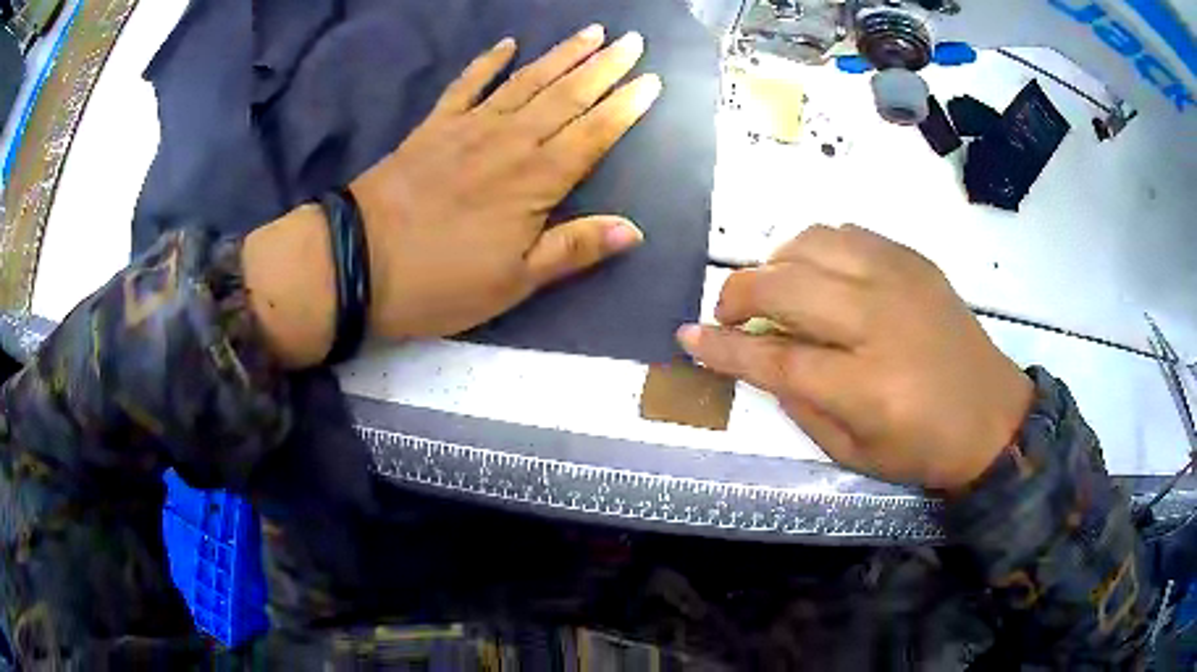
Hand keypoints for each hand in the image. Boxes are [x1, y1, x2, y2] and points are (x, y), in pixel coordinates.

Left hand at [350, 26, 659, 339]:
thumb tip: (634, 230)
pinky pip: (466, 84)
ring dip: (562, 54)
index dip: (625, 107)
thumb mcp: (513, 282)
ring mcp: (469, 127)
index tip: (651, 80)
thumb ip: (573, 250)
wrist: (357, 263)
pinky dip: (486, 61)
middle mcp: (510, 141)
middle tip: (633, 41)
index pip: (593, 134)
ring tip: (592, 32)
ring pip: (527, 81)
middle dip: (605, 67)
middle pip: (567, 96)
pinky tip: (506, 44)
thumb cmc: (440, 282)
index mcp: (535, 181)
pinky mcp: (434, 126)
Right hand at [677, 225, 1033, 490]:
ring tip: (773, 290)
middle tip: (727, 314)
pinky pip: (847, 234)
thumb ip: (800, 406)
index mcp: (866, 385)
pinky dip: (815, 249)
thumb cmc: (923, 448)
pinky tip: (816, 274)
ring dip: (775, 263)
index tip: (687, 336)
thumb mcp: (853, 454)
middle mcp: (880, 320)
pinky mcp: (913, 260)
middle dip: (737, 294)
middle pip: (786, 285)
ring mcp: (899, 280)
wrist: (992, 415)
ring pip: (812, 244)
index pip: (775, 357)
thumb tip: (761, 362)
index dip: (723, 347)